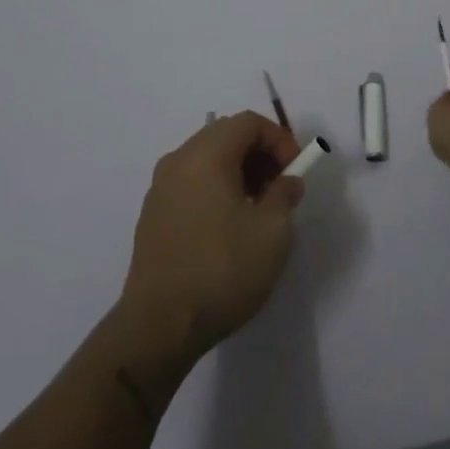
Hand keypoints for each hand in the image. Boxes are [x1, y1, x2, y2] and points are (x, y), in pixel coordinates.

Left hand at [122, 112, 304, 357]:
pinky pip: (192, 183)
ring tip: (259, 209)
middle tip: (281, 187)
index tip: (296, 171)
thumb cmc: (222, 270)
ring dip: (239, 172)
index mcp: (205, 155)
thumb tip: (286, 181)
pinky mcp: (153, 215)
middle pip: (226, 135)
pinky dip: (217, 188)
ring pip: (207, 160)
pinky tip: (229, 226)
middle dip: (260, 154)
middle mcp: (178, 161)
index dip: (279, 139)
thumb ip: (285, 194)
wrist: (158, 326)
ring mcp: (160, 188)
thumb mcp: (272, 232)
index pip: (248, 122)